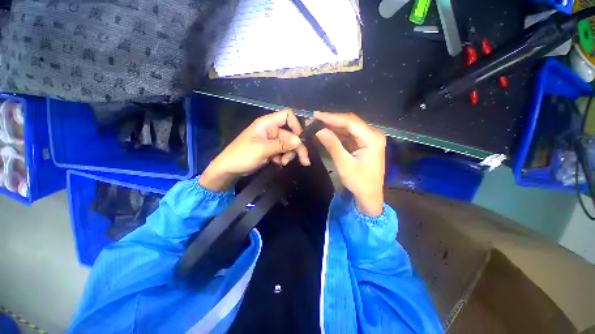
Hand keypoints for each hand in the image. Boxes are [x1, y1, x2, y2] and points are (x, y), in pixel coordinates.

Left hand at [199, 110, 309, 191]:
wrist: (229, 169)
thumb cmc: (242, 155)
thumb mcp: (262, 149)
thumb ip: (281, 144)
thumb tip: (300, 140)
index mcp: (267, 124)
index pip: (287, 116)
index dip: (296, 125)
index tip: (301, 139)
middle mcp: (271, 130)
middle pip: (291, 134)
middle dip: (297, 148)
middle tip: (304, 161)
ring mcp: (271, 140)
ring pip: (288, 145)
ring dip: (289, 154)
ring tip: (283, 163)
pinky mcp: (271, 150)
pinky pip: (283, 151)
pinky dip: (283, 158)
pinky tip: (278, 164)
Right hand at [314, 111, 385, 216]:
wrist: (369, 195)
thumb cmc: (359, 183)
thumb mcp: (344, 165)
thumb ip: (333, 146)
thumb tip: (319, 130)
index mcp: (372, 139)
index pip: (350, 122)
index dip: (332, 117)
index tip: (316, 115)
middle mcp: (372, 135)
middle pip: (349, 123)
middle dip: (330, 121)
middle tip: (313, 120)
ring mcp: (367, 139)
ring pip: (347, 128)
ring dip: (332, 127)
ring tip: (316, 125)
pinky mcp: (362, 144)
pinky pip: (347, 136)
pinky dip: (335, 135)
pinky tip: (325, 133)